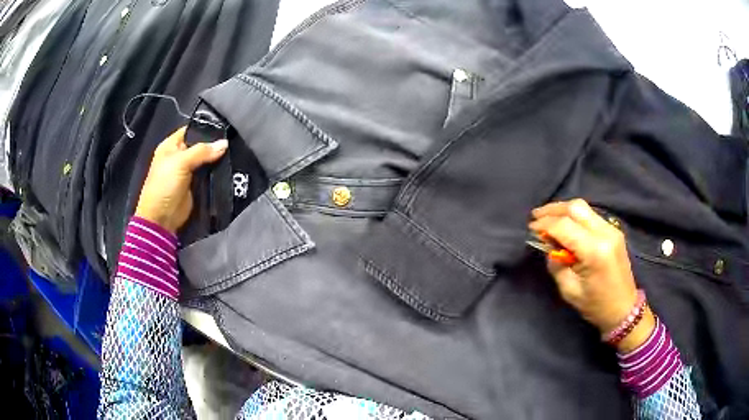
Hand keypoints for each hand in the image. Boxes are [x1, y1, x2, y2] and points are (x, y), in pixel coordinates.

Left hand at [135, 127, 227, 233]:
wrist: (162, 218)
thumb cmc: (165, 185)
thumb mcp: (181, 163)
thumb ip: (202, 151)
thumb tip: (225, 143)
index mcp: (171, 145)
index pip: (191, 130)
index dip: (205, 128)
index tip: (224, 128)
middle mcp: (179, 155)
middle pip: (200, 145)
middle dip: (214, 144)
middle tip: (233, 141)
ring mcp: (188, 171)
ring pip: (206, 160)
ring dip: (217, 158)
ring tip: (234, 153)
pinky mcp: (195, 185)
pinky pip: (208, 174)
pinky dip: (217, 172)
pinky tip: (229, 167)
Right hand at [529, 199, 654, 351]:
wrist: (624, 309)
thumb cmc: (596, 305)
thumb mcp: (570, 291)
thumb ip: (557, 265)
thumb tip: (548, 246)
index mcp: (595, 251)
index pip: (565, 226)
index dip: (545, 224)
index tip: (530, 229)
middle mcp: (605, 233)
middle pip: (576, 208)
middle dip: (553, 210)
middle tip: (536, 217)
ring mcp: (612, 229)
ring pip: (584, 207)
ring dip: (563, 210)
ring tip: (547, 218)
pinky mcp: (614, 230)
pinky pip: (590, 215)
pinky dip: (574, 216)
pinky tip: (565, 224)